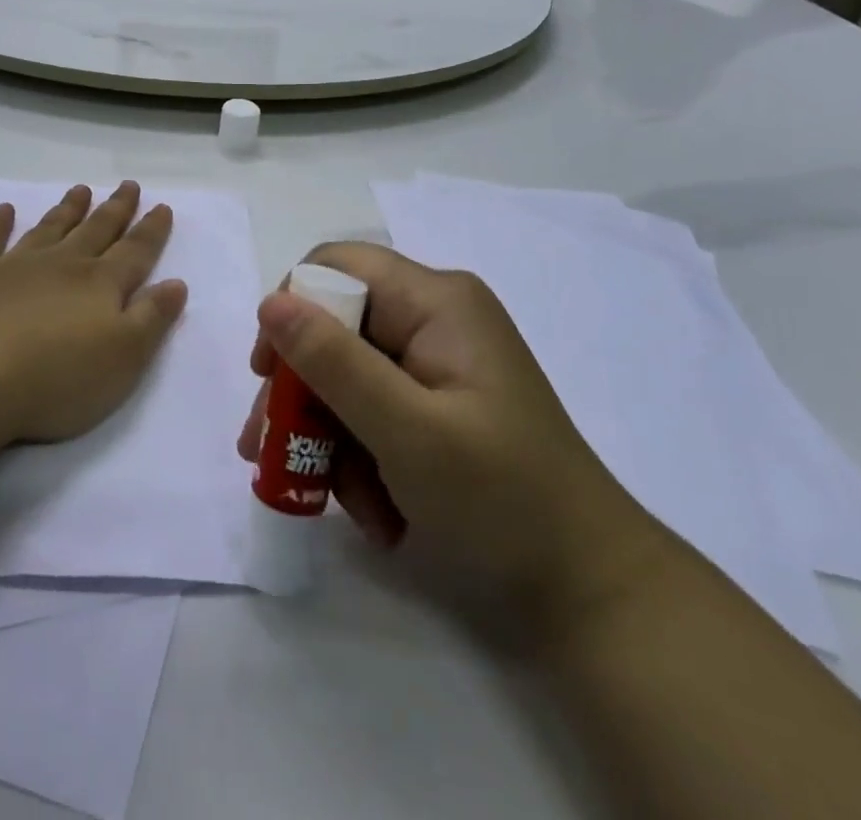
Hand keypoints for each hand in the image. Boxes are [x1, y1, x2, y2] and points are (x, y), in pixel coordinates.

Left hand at [0, 183, 187, 447]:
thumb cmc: (58, 378)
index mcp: (100, 284)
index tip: (162, 206)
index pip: (135, 251)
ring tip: (80, 190)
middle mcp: (62, 265)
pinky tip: (4, 210)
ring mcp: (16, 266)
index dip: (151, 230)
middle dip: (115, 209)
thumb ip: (152, 318)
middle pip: (95, 230)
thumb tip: (177, 283)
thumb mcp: (124, 358)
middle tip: (128, 185)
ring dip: (67, 209)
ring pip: (49, 229)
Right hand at [237, 244, 665, 637]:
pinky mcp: (440, 404)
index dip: (292, 309)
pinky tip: (377, 511)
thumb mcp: (407, 431)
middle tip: (270, 451)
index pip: (336, 267)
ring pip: (349, 376)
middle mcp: (435, 318)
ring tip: (335, 500)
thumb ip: (334, 363)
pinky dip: (363, 456)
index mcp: (436, 301)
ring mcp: (439, 363)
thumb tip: (270, 303)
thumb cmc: (502, 501)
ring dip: (331, 436)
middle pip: (337, 327)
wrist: (592, 593)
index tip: (267, 374)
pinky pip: (376, 410)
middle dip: (304, 391)